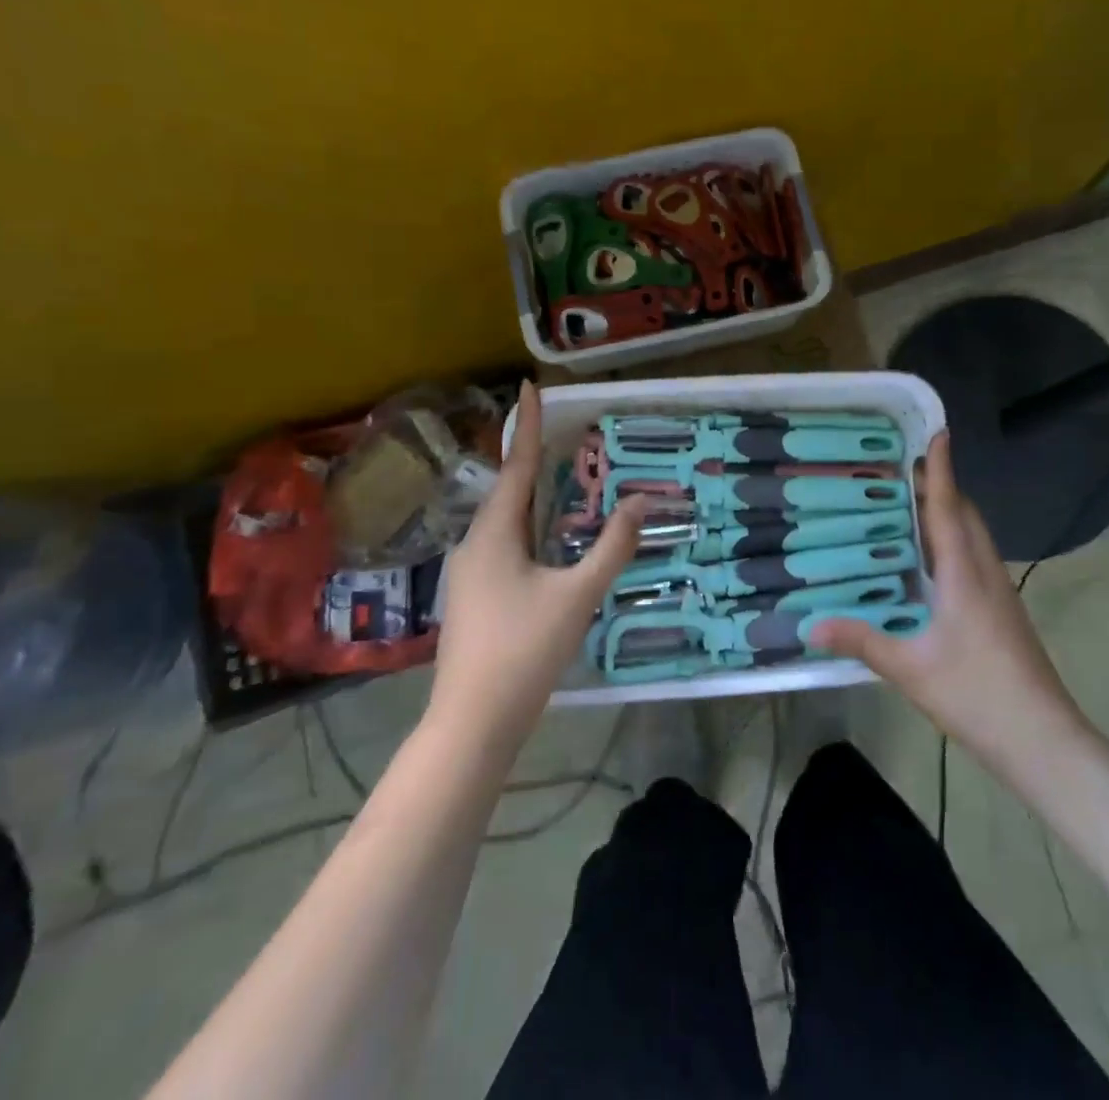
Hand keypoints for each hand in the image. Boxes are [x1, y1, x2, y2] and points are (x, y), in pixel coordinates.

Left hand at [429, 383, 644, 748]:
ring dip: (531, 495)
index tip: (530, 385)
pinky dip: (528, 526)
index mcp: (494, 534)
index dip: (526, 424)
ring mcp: (470, 573)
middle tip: (560, 430)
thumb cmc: (524, 651)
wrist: (473, 723)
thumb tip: (639, 502)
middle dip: (532, 458)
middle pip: (508, 490)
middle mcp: (475, 544)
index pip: (516, 465)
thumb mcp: (577, 596)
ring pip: (505, 520)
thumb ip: (612, 547)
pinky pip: (504, 544)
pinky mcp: (475, 597)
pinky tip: (546, 539)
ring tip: (559, 477)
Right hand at [810, 432, 1091, 773]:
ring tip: (911, 507)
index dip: (942, 469)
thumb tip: (810, 625)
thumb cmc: (975, 694)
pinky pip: (977, 558)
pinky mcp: (1004, 611)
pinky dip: (954, 541)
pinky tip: (930, 562)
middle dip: (942, 485)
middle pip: (966, 514)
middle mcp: (986, 572)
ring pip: (975, 536)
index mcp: (964, 574)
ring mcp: (1000, 592)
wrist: (1043, 739)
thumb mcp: (909, 669)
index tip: (938, 432)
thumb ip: (861, 641)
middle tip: (903, 470)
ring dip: (949, 512)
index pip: (950, 507)